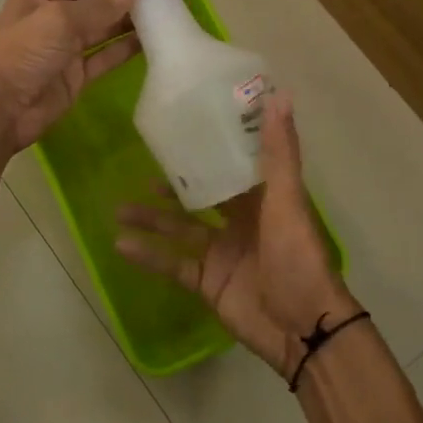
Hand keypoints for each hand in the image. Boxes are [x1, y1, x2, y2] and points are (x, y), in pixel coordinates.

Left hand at [0, 0, 161, 155]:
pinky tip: (157, 38)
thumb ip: (101, 3)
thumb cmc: (22, 53)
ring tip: (175, 8)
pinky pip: (109, 55)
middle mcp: (58, 14)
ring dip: (139, 18)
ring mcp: (69, 46)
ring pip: (110, 26)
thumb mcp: (60, 20)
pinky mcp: (78, 74)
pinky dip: (130, 47)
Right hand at [116, 93, 357, 376]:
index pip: (232, 166)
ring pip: (179, 229)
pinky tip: (121, 244)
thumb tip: (280, 94)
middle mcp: (240, 222)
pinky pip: (173, 264)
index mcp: (262, 199)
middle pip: (199, 197)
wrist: (303, 329)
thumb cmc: (298, 258)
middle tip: (139, 169)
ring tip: (119, 209)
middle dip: (171, 186)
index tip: (183, 127)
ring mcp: (221, 253)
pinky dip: (149, 256)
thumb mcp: (287, 202)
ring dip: (151, 220)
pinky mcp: (207, 283)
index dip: (210, 148)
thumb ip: (279, 152)